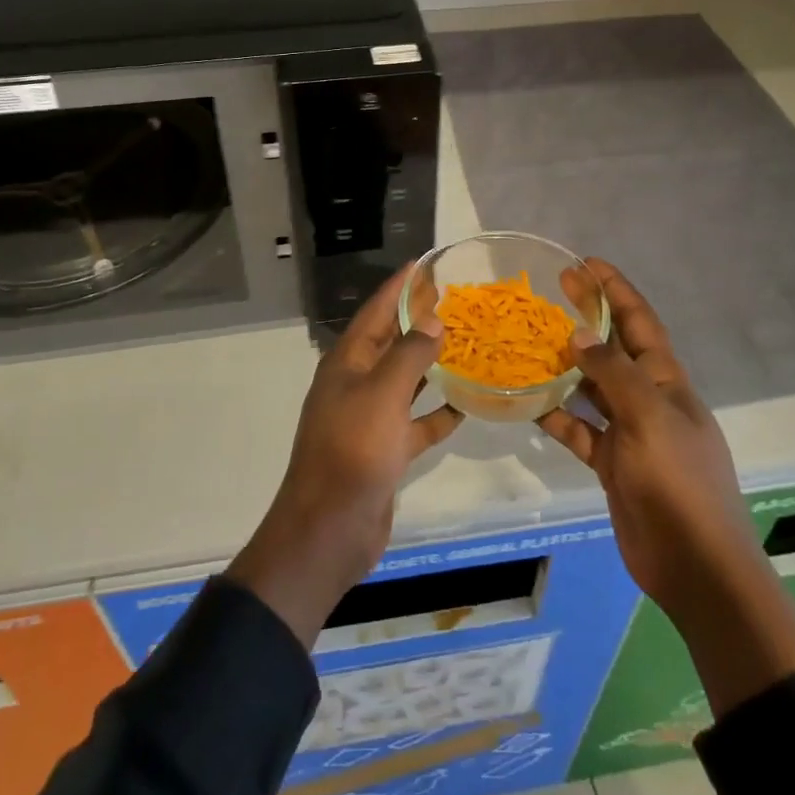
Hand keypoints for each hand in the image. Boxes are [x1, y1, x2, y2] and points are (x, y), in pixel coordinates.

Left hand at [227, 266, 461, 646]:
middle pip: (391, 342)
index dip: (398, 287)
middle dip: (418, 319)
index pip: (376, 312)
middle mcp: (357, 384)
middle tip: (454, 298)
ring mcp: (370, 419)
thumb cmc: (352, 452)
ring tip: (466, 341)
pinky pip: (415, 422)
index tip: (423, 264)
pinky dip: (437, 412)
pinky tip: (466, 402)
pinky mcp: (385, 450)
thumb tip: (433, 319)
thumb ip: (410, 354)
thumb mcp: (382, 395)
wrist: (329, 531)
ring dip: (431, 362)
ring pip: (405, 380)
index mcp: (347, 363)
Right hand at [539, 258, 794, 711]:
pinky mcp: (612, 464)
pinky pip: (580, 431)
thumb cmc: (678, 482)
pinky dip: (558, 418)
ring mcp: (630, 433)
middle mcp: (648, 399)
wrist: (696, 566)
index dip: (616, 290)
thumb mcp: (648, 418)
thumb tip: (577, 334)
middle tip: (553, 290)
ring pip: (592, 389)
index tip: (586, 263)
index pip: (639, 322)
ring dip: (566, 367)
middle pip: (613, 348)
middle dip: (587, 317)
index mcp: (666, 381)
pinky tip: (531, 406)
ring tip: (530, 343)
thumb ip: (612, 374)